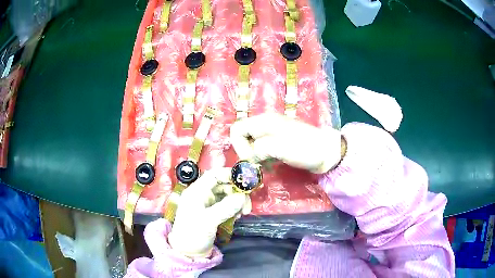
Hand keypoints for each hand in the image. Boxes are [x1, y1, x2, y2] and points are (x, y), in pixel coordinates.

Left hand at [168, 168, 250, 257]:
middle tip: (247, 204)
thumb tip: (242, 197)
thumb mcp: (208, 221)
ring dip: (237, 201)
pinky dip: (234, 208)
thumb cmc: (193, 234)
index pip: (213, 175)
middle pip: (223, 185)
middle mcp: (202, 195)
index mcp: (196, 192)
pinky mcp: (213, 213)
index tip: (244, 180)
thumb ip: (225, 208)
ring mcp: (208, 204)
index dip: (228, 174)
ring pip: (227, 196)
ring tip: (244, 213)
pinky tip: (238, 216)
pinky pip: (227, 205)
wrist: (188, 252)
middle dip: (237, 192)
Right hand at [230, 113, 342, 173]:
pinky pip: (262, 150)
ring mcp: (272, 134)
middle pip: (244, 137)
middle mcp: (265, 125)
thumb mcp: (280, 148)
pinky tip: (271, 166)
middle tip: (257, 165)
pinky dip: (263, 159)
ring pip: (252, 145)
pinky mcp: (278, 143)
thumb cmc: (305, 149)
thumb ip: (259, 150)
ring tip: (265, 167)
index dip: (239, 145)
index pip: (237, 130)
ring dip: (254, 158)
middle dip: (246, 152)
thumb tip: (249, 158)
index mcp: (264, 122)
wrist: (327, 153)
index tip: (251, 159)